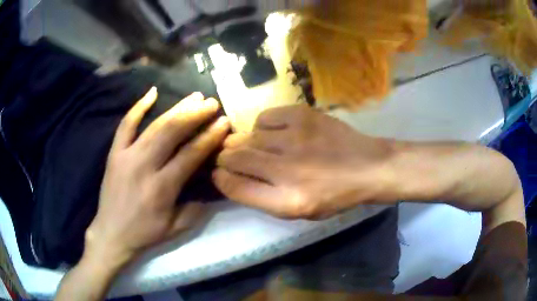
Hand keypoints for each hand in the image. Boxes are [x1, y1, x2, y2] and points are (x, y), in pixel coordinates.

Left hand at [85, 88, 229, 267]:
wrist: (111, 233)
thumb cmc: (144, 234)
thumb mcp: (175, 229)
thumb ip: (196, 209)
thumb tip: (210, 186)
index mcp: (161, 188)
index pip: (190, 154)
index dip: (209, 136)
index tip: (224, 122)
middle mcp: (144, 166)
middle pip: (172, 132)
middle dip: (195, 114)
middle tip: (211, 103)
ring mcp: (126, 156)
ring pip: (154, 125)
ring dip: (176, 108)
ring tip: (194, 96)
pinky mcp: (114, 153)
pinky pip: (125, 125)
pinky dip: (138, 107)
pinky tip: (152, 92)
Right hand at [213, 105, 392, 219]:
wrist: (368, 166)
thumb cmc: (334, 195)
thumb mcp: (298, 211)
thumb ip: (261, 198)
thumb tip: (228, 177)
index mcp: (288, 201)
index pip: (235, 186)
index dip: (220, 178)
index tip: (218, 174)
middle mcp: (288, 169)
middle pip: (234, 157)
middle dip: (225, 158)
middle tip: (230, 158)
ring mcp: (295, 137)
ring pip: (247, 136)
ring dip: (243, 142)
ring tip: (254, 146)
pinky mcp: (303, 115)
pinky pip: (264, 117)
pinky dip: (261, 127)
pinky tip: (273, 133)